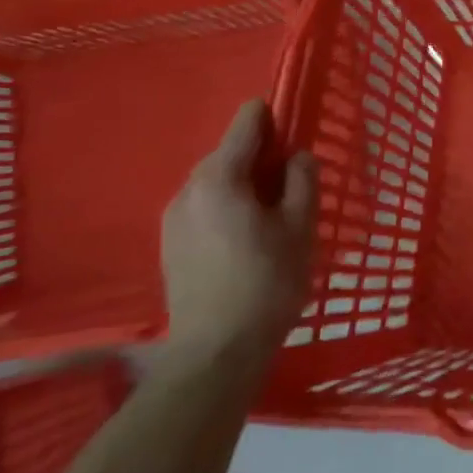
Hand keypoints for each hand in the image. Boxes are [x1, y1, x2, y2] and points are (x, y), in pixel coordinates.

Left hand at [161, 99, 316, 367]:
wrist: (216, 353)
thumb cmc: (267, 282)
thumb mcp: (300, 226)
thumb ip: (302, 180)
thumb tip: (297, 156)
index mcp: (220, 176)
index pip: (247, 121)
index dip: (276, 119)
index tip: (298, 139)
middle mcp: (188, 189)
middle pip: (230, 152)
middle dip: (263, 159)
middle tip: (295, 189)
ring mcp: (173, 219)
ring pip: (217, 183)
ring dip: (246, 187)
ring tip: (274, 218)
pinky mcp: (170, 246)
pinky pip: (205, 208)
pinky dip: (229, 209)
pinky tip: (249, 241)